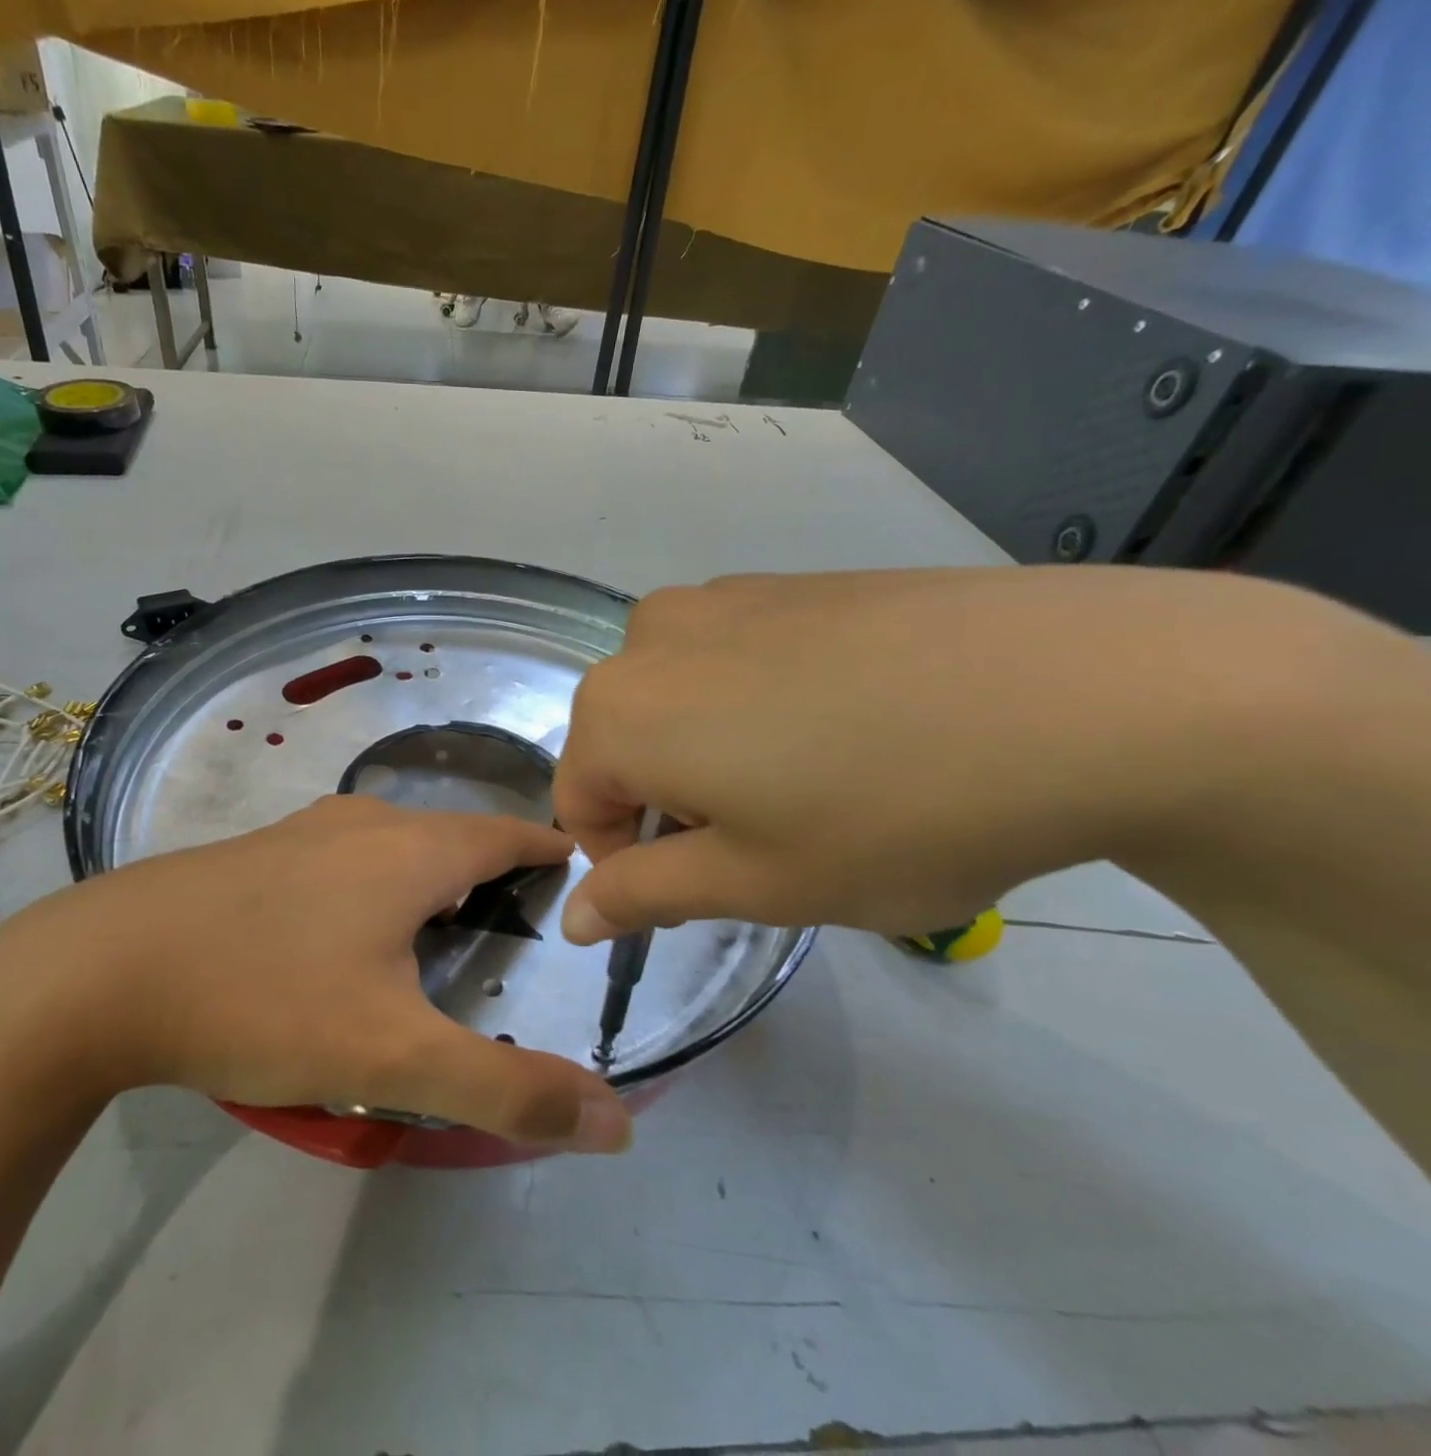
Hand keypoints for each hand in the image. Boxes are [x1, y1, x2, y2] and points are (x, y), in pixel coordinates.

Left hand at [0, 796, 631, 1152]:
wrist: (99, 973)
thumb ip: (508, 1091)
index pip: (506, 834)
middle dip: (492, 866)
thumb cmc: (264, 999)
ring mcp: (304, 831)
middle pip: (451, 835)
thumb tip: (615, 1122)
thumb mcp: (394, 1059)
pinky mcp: (257, 852)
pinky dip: (375, 878)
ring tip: (444, 921)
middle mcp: (364, 824)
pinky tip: (349, 925)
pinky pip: (344, 855)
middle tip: (515, 917)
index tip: (575, 870)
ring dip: (430, 871)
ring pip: (394, 842)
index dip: (546, 849)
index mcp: (411, 851)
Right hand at [553, 566, 1361, 941]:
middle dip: (671, 805)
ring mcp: (725, 597)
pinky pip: (734, 658)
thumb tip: (572, 917)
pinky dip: (757, 705)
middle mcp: (651, 637)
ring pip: (677, 701)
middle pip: (624, 746)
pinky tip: (849, 726)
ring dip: (711, 754)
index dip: (628, 864)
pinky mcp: (793, 582)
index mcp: (620, 710)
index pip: (579, 805)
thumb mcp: (756, 883)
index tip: (706, 890)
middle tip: (767, 843)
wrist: (1085, 690)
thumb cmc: (891, 813)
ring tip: (811, 782)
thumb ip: (643, 896)